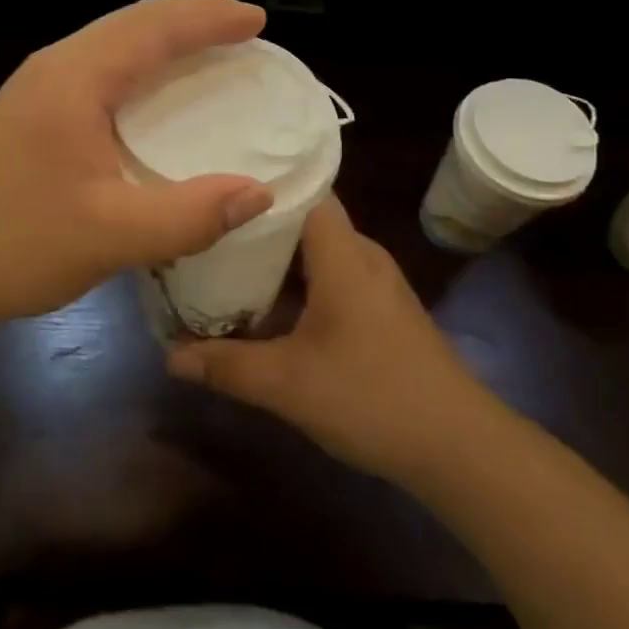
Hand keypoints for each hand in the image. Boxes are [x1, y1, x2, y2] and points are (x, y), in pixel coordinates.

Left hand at [0, 0, 275, 332]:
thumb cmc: (15, 243)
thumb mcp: (111, 236)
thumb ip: (189, 215)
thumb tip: (259, 194)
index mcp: (75, 78)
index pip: (153, 27)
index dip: (209, 18)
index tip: (256, 21)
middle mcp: (56, 66)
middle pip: (134, 21)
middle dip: (192, 17)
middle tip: (242, 29)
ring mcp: (39, 86)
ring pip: (114, 40)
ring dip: (165, 37)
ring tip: (210, 48)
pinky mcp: (33, 111)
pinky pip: (100, 65)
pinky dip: (141, 64)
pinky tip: (155, 91)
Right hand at [166, 196, 489, 486]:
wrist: (459, 447)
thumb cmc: (371, 396)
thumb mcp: (287, 384)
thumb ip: (226, 365)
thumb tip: (170, 356)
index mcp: (342, 252)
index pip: (303, 188)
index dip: (263, 181)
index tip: (218, 182)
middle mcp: (361, 254)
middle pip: (304, 219)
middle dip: (257, 224)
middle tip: (207, 226)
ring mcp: (376, 283)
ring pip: (318, 252)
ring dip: (278, 259)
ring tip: (226, 261)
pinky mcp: (383, 310)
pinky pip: (332, 276)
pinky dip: (299, 283)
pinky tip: (270, 306)